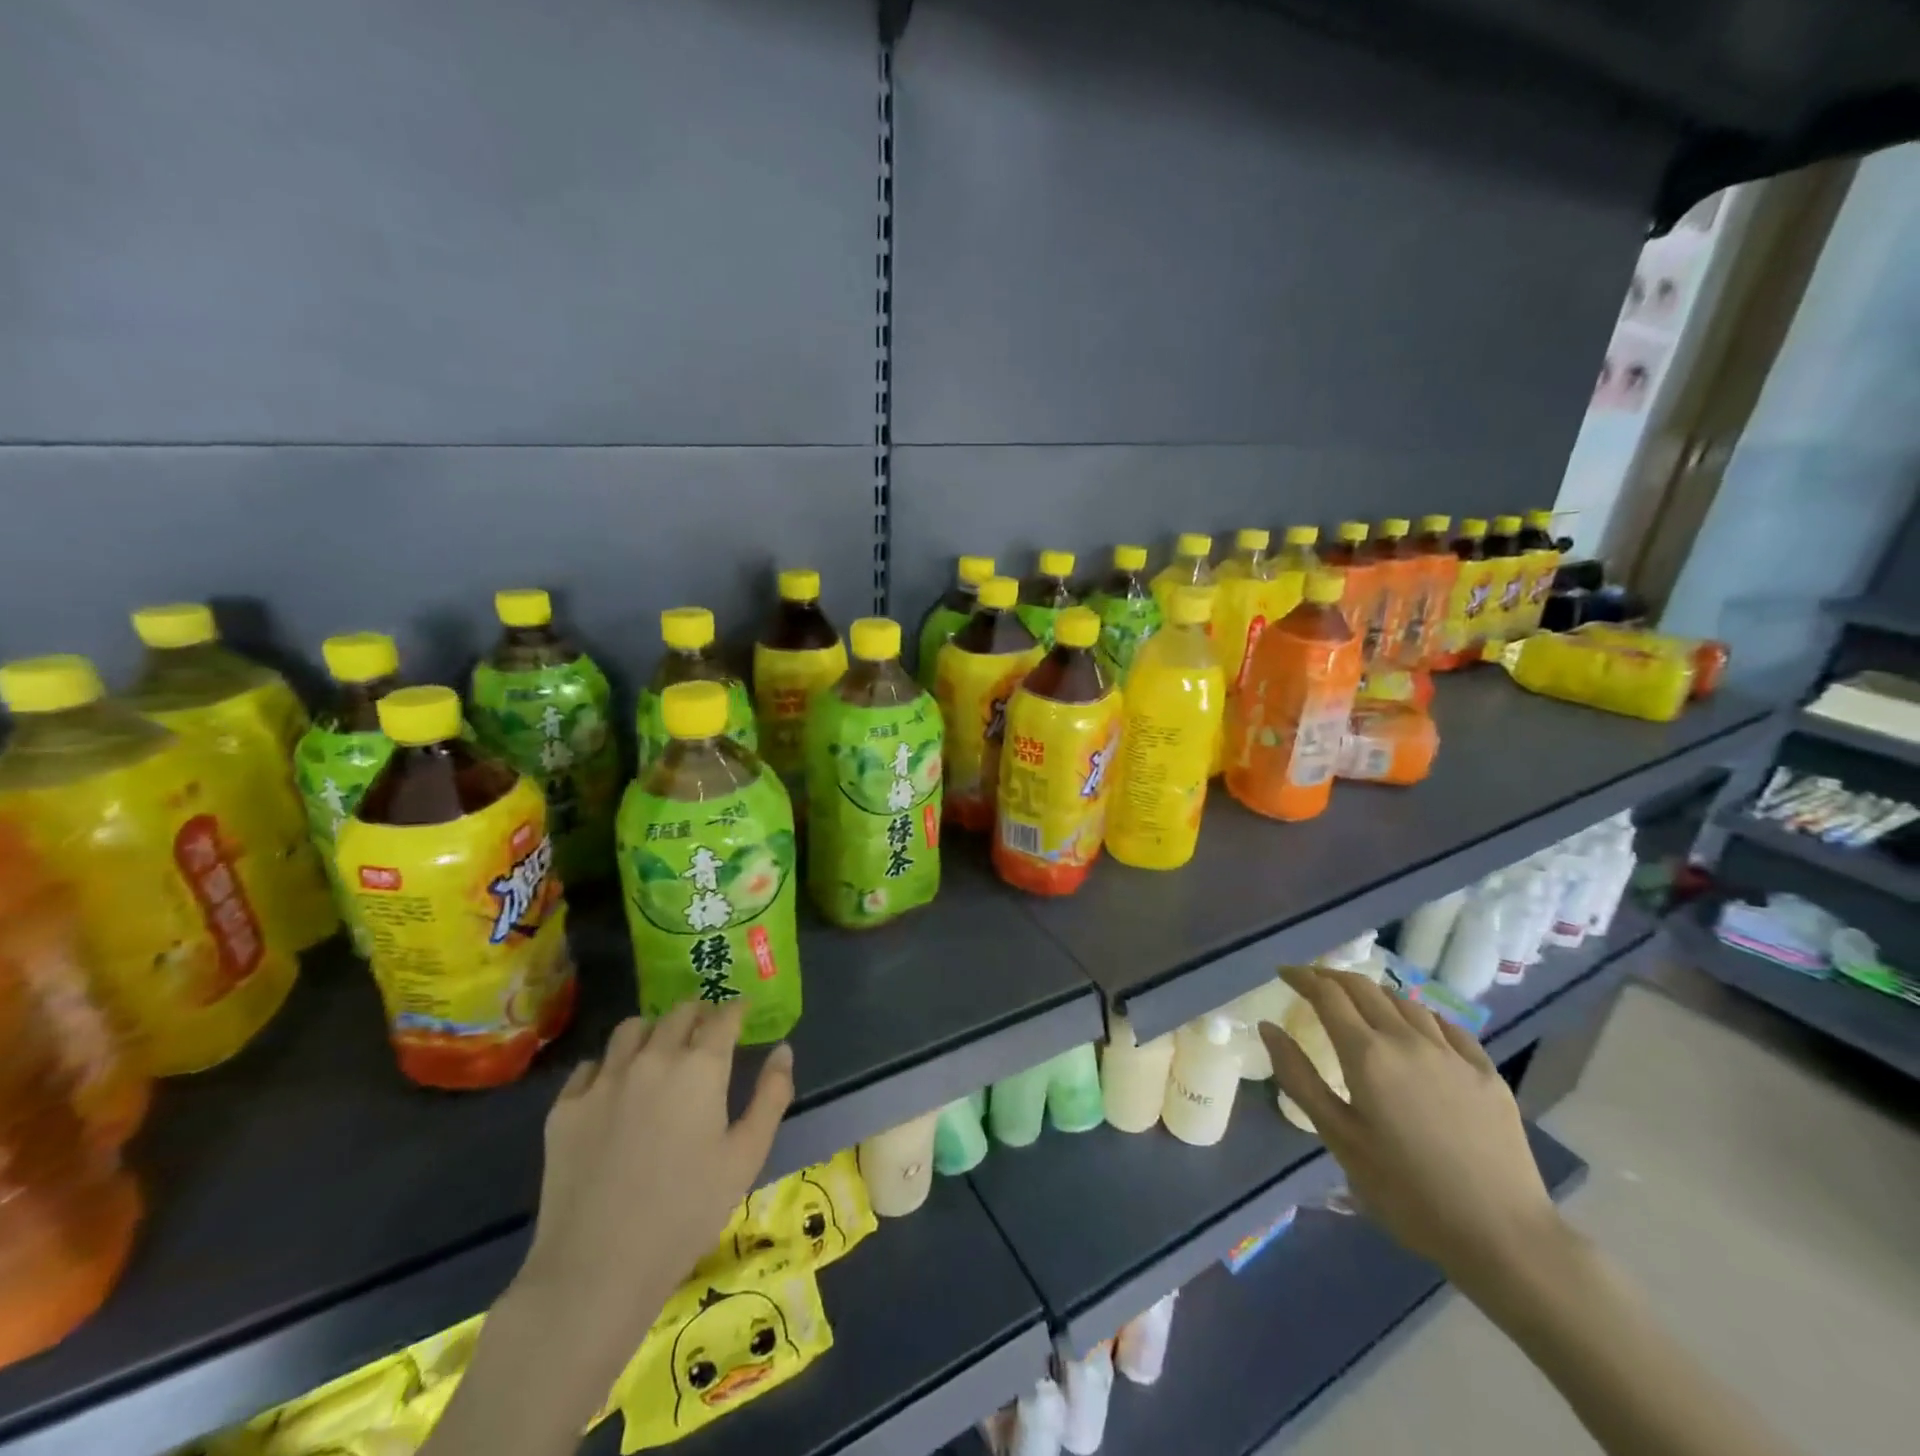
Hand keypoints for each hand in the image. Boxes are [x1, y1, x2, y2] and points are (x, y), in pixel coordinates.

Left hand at [513, 1001, 793, 1389]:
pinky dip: (609, 1065)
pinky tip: (615, 1088)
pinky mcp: (565, 1108)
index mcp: (700, 1067)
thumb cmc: (686, 1212)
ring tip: (660, 1048)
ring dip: (653, 1029)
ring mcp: (603, 1080)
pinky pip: (590, 1066)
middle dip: (698, 1013)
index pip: (723, 1017)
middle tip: (707, 1027)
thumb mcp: (747, 1157)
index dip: (737, 1009)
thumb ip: (771, 1096)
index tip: (743, 1012)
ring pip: (631, 1029)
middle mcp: (652, 1058)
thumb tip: (783, 1050)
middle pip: (678, 1013)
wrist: (596, 1269)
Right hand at [1259, 967, 1562, 1294]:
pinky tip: (1416, 1028)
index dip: (1302, 977)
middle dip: (1332, 977)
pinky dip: (1418, 1015)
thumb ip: (1299, 1077)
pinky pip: (1446, 1026)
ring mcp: (1452, 1054)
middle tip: (1312, 982)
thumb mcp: (1338, 1138)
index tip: (1284, 973)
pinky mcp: (1486, 1073)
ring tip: (1359, 1002)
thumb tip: (1268, 1027)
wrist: (1503, 1236)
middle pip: (1364, 988)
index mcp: (1367, 1054)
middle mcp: (1408, 1040)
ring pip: (1405, 1001)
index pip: (1327, 995)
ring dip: (1373, 993)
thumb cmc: (1406, 1191)